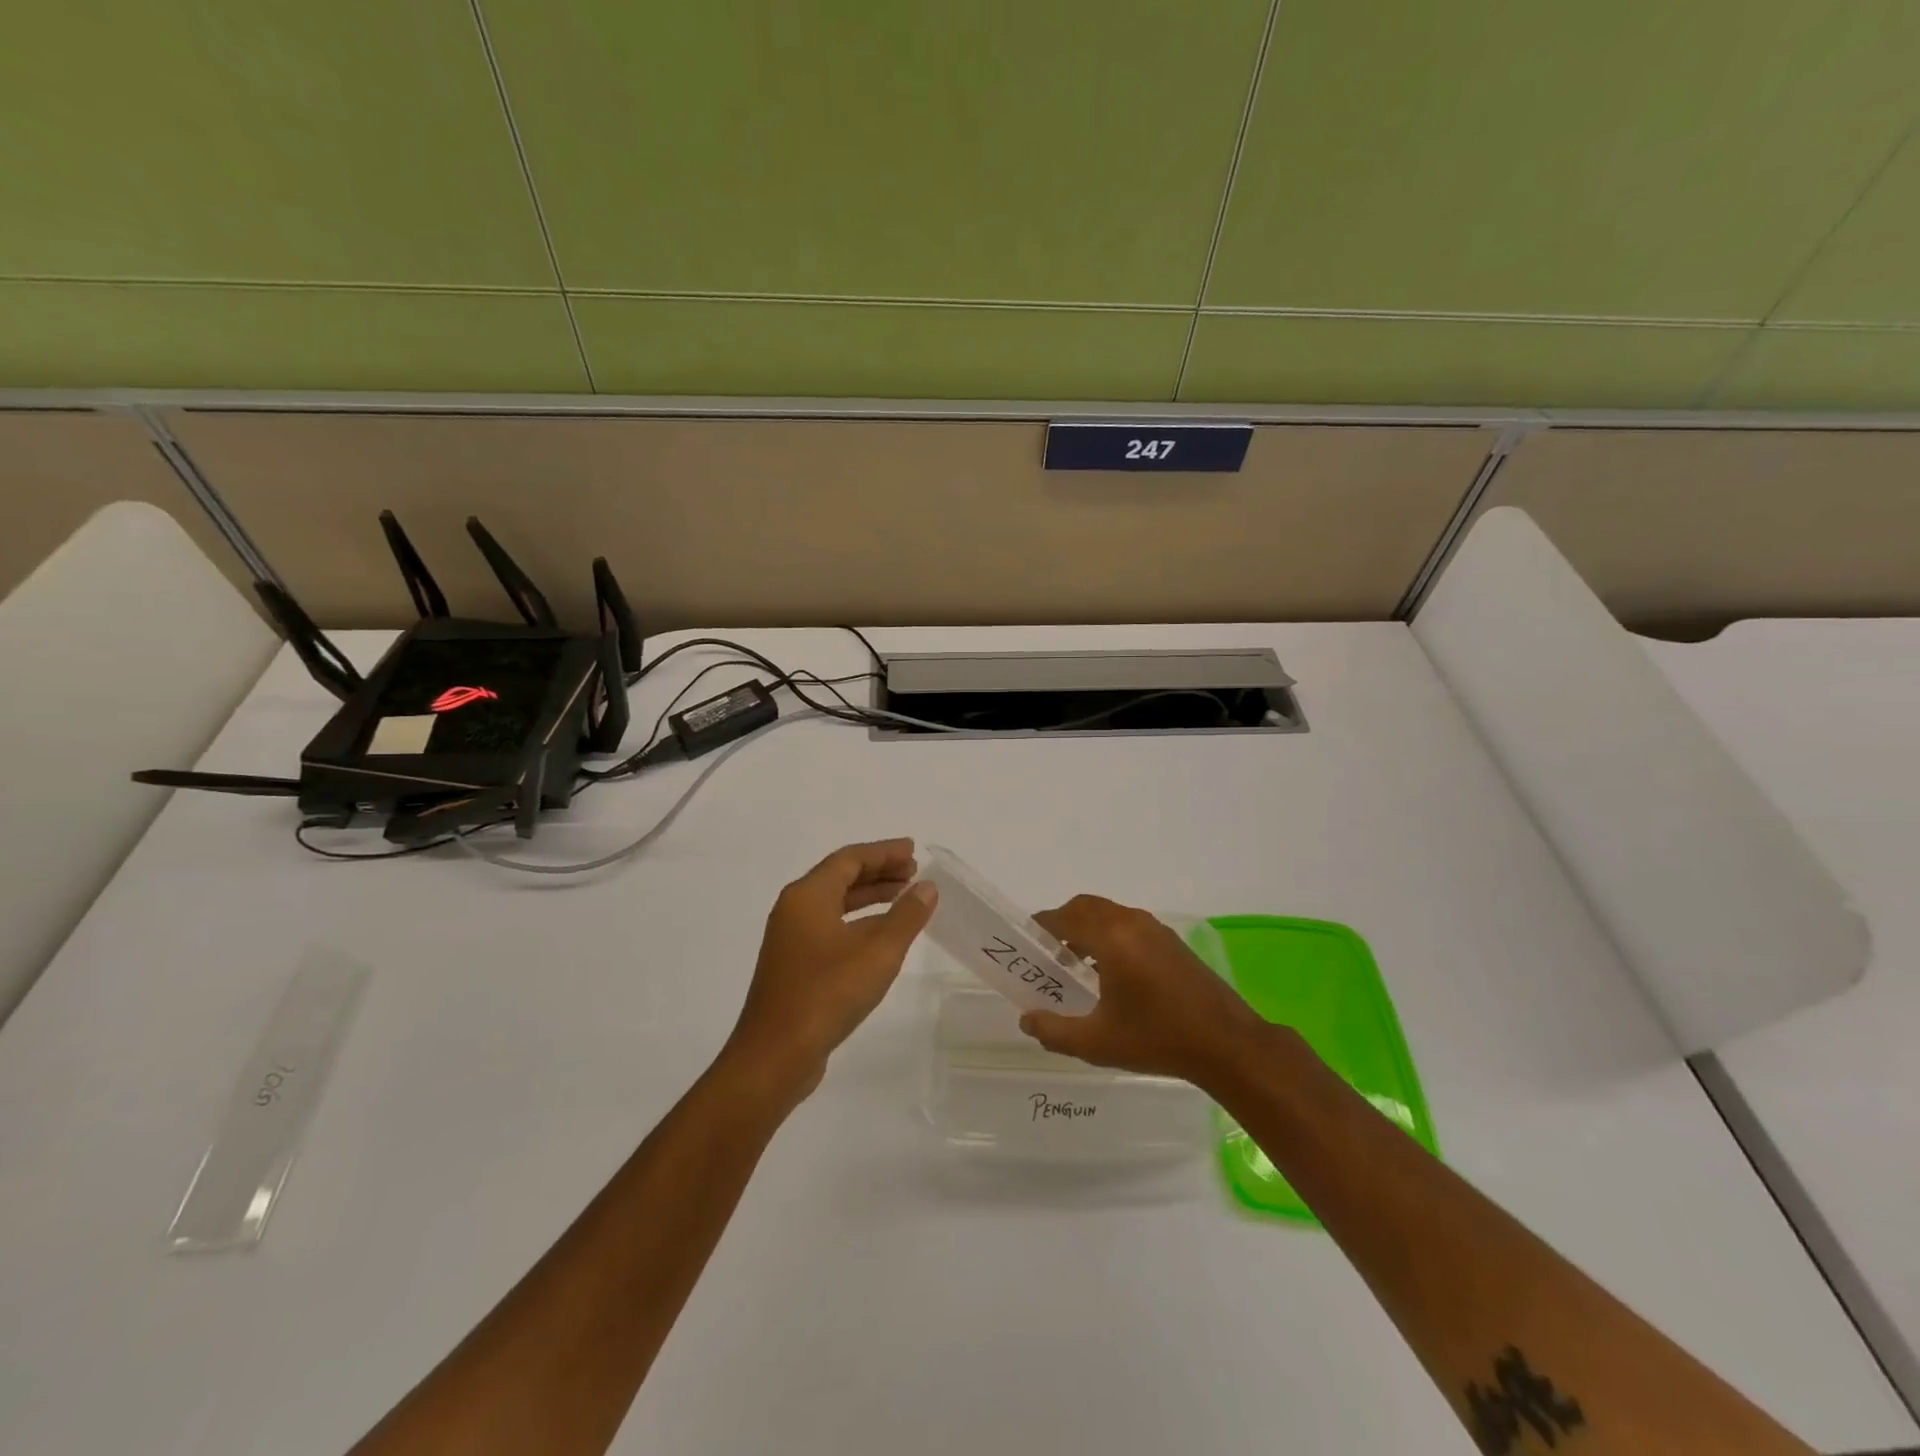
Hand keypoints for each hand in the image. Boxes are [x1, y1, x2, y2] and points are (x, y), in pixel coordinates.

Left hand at [724, 839, 937, 1098]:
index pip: (849, 859)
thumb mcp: (878, 952)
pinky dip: (858, 922)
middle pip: (840, 877)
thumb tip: (926, 887)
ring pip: (835, 904)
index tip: (914, 851)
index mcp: (807, 896)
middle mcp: (794, 910)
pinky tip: (882, 937)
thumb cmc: (827, 993)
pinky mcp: (794, 966)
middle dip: (878, 872)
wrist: (775, 1056)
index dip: (884, 852)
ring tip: (904, 898)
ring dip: (870, 897)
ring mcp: (791, 939)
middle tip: (914, 872)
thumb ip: (906, 915)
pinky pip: (831, 927)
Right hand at [1020, 895, 1264, 1085]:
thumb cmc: (1157, 1039)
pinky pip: (1129, 924)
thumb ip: (1055, 1030)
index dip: (1041, 927)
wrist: (1226, 1043)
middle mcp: (1131, 923)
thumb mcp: (1098, 1042)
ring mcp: (1155, 929)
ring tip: (1077, 966)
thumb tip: (1026, 1019)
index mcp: (1111, 939)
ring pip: (1109, 914)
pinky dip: (1110, 935)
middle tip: (1049, 955)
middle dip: (1063, 923)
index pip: (1064, 917)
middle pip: (1085, 907)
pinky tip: (1112, 973)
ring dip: (1088, 929)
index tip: (1027, 945)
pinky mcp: (1171, 941)